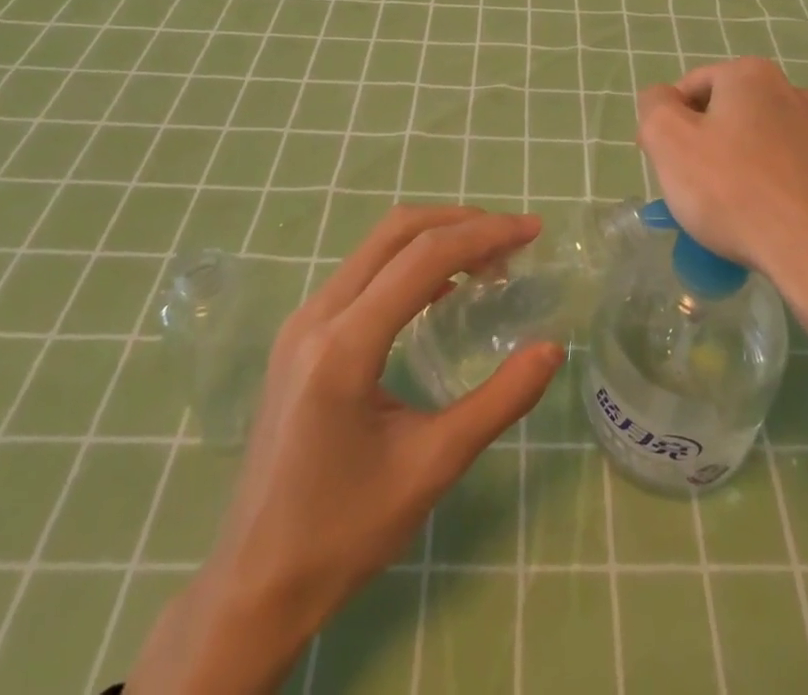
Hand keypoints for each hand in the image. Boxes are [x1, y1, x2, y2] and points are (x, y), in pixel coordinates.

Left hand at [129, 207, 563, 694]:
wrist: (254, 584)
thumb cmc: (345, 533)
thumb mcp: (433, 467)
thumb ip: (499, 402)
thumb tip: (553, 348)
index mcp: (344, 347)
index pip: (424, 258)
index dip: (484, 234)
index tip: (532, 231)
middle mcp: (317, 316)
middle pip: (396, 233)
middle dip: (461, 223)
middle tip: (512, 239)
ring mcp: (301, 322)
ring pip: (376, 247)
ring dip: (435, 239)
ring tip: (487, 261)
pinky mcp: (299, 335)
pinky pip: (361, 273)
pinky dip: (408, 264)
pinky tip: (441, 291)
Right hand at [637, 58, 807, 336]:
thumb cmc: (735, 191)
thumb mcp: (669, 141)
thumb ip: (654, 106)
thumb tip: (663, 100)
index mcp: (751, 75)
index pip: (690, 88)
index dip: (668, 125)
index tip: (663, 165)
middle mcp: (793, 91)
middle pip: (727, 115)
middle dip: (705, 147)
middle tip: (692, 192)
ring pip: (760, 144)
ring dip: (738, 169)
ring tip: (729, 215)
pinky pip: (791, 173)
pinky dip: (772, 190)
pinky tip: (765, 224)